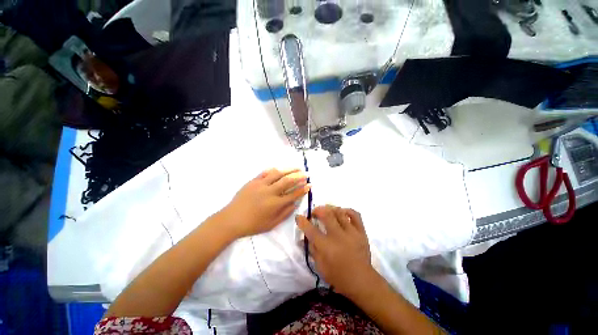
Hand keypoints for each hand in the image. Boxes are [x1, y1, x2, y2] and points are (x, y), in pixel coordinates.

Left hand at [221, 168, 309, 238]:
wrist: (231, 219)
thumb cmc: (253, 225)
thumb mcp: (272, 224)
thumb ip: (285, 213)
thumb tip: (295, 203)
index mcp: (275, 204)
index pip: (293, 194)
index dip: (303, 189)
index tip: (309, 185)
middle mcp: (270, 192)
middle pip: (288, 181)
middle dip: (299, 176)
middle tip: (306, 174)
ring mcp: (261, 185)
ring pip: (278, 174)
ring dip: (289, 170)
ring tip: (297, 168)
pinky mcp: (253, 181)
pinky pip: (265, 172)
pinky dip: (274, 170)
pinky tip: (280, 169)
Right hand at [296, 206, 376, 297]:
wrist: (362, 281)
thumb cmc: (338, 276)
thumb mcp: (320, 266)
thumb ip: (312, 250)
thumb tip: (302, 239)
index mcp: (326, 246)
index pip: (310, 229)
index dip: (302, 221)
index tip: (299, 217)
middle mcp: (338, 236)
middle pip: (326, 215)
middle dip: (318, 210)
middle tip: (315, 212)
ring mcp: (351, 232)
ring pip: (339, 212)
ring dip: (330, 208)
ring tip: (327, 210)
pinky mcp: (361, 232)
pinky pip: (355, 215)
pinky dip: (347, 210)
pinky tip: (342, 212)